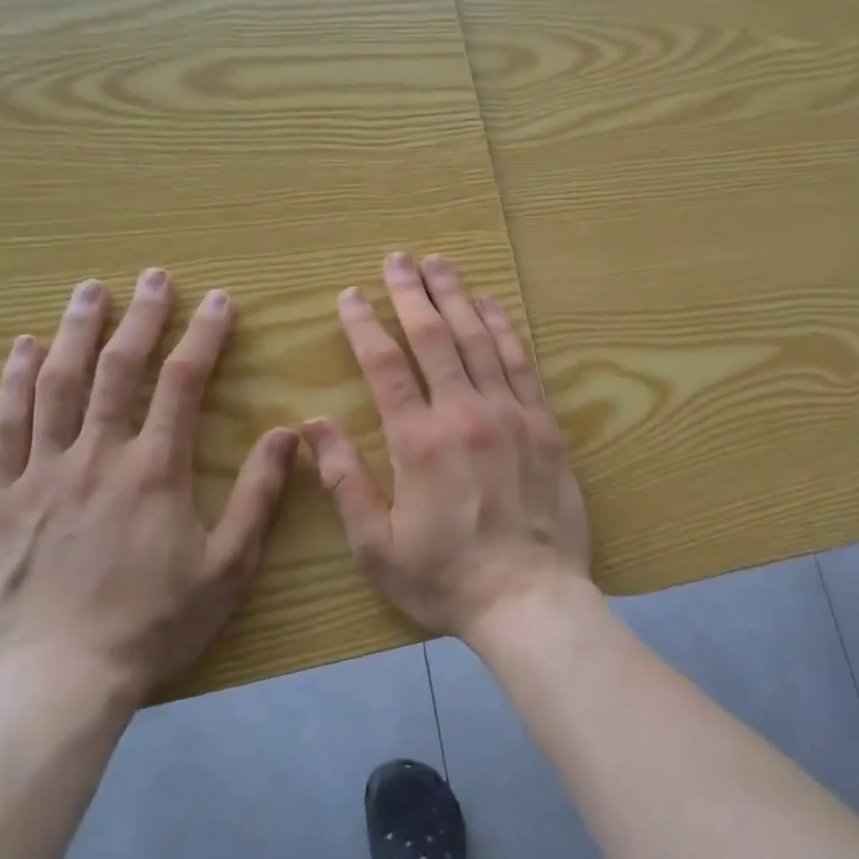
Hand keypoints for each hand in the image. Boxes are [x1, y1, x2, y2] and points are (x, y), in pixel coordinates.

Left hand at [0, 271, 297, 711]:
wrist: (58, 681)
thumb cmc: (153, 624)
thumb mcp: (228, 566)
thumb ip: (258, 495)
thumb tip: (287, 433)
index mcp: (155, 470)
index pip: (182, 383)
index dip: (203, 336)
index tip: (219, 301)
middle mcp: (98, 456)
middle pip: (118, 369)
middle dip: (141, 317)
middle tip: (154, 276)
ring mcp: (42, 473)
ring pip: (57, 385)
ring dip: (75, 332)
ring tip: (90, 290)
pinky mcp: (1, 500)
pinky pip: (4, 428)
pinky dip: (11, 383)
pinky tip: (20, 349)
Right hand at [302, 252, 591, 641]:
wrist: (531, 600)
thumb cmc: (446, 579)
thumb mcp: (376, 545)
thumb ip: (345, 480)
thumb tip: (314, 426)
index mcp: (419, 441)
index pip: (385, 365)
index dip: (365, 325)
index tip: (351, 294)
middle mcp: (465, 414)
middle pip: (435, 337)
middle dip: (412, 293)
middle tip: (397, 259)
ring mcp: (511, 414)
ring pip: (480, 340)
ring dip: (457, 297)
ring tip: (440, 265)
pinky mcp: (544, 424)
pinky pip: (521, 363)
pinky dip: (504, 328)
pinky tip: (491, 305)